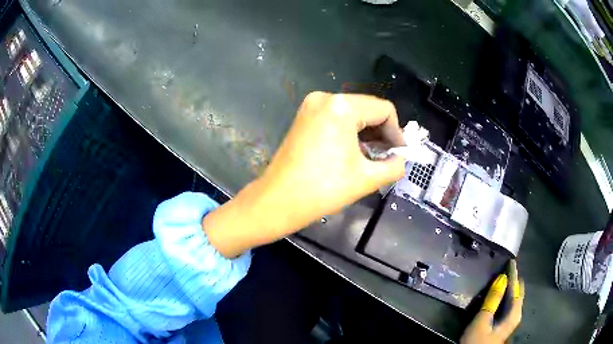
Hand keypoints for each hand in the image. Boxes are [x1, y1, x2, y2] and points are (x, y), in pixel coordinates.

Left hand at [203, 92, 405, 256]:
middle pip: (368, 109)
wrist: (277, 201)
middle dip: (382, 133)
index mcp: (342, 107)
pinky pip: (336, 118)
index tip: (400, 154)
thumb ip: (394, 166)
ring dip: (367, 134)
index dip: (397, 132)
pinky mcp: (304, 117)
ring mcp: (311, 106)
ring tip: (373, 158)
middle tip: (389, 157)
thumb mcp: (366, 178)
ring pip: (352, 114)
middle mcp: (325, 98)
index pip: (384, 109)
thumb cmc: (322, 189)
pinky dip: (350, 132)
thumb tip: (402, 160)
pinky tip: (354, 152)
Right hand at [461, 260, 524, 343]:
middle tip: (507, 266)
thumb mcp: (482, 321)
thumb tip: (502, 278)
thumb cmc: (477, 341)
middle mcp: (516, 314)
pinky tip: (499, 293)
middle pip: (518, 293)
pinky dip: (505, 295)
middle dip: (514, 279)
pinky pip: (508, 303)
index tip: (511, 259)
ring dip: (509, 287)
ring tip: (504, 275)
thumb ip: (493, 300)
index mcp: (514, 313)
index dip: (513, 274)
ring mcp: (510, 320)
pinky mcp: (504, 323)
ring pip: (513, 298)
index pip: (516, 288)